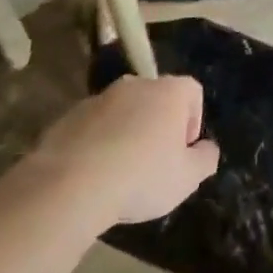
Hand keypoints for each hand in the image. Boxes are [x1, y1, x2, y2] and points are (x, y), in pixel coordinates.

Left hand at [26, 75, 220, 228]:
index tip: (182, 152)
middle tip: (153, 163)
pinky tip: (91, 175)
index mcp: (169, 92)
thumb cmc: (140, 177)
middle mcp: (136, 85)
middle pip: (156, 99)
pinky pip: (92, 127)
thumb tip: (206, 149)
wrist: (68, 187)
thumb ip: (205, 159)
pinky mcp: (67, 117)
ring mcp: (98, 99)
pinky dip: (96, 144)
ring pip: (122, 112)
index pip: (193, 92)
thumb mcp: (187, 178)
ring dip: (125, 134)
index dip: (193, 121)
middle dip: (157, 126)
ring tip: (118, 173)